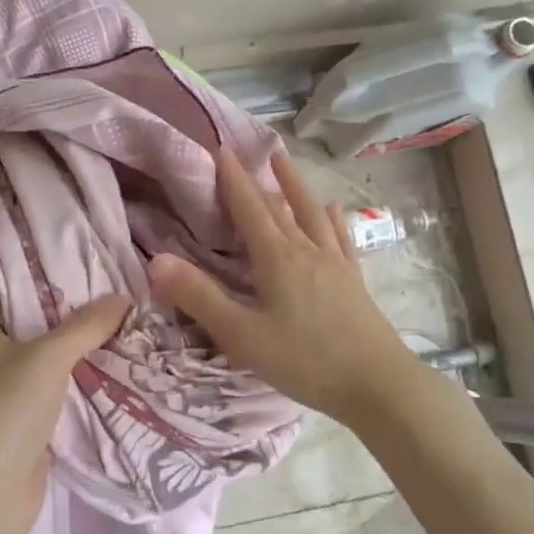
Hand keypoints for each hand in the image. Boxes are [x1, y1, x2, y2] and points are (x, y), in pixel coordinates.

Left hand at [0, 295, 130, 533]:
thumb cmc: (5, 409)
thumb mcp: (49, 356)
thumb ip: (86, 325)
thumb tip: (124, 296)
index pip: (18, 296)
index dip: (54, 285)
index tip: (96, 272)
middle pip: (42, 332)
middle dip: (80, 322)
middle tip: (124, 301)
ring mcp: (10, 399)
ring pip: (55, 368)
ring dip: (86, 358)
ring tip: (132, 332)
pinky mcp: (29, 430)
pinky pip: (63, 399)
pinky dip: (86, 391)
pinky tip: (120, 375)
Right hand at [147, 148, 419, 427]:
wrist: (377, 384)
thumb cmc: (304, 360)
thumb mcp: (242, 335)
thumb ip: (199, 297)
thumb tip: (157, 260)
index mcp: (277, 258)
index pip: (249, 209)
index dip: (233, 179)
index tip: (221, 149)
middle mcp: (306, 250)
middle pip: (279, 207)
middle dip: (259, 179)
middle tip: (248, 152)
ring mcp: (334, 264)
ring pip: (311, 214)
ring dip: (295, 187)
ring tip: (284, 163)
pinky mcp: (353, 281)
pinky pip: (340, 239)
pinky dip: (332, 219)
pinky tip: (333, 210)